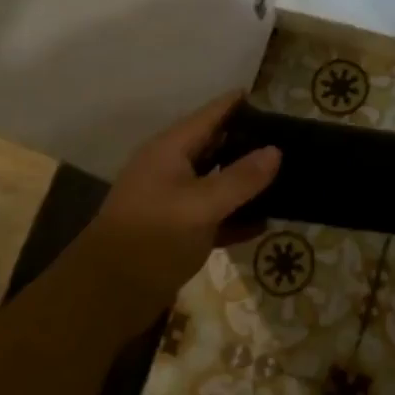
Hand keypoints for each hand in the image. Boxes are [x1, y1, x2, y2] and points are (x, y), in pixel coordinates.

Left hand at [73, 92, 280, 324]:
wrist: (106, 296)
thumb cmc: (152, 238)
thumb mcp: (201, 206)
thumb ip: (239, 178)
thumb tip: (275, 150)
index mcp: (170, 150)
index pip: (210, 115)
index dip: (237, 104)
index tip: (271, 99)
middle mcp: (170, 169)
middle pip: (214, 145)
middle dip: (247, 141)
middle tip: (288, 140)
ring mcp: (172, 201)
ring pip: (216, 182)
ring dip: (245, 181)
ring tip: (285, 177)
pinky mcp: (176, 232)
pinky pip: (214, 215)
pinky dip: (236, 217)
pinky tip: (265, 223)